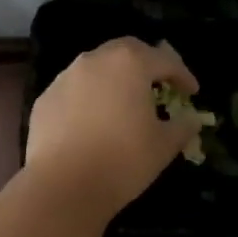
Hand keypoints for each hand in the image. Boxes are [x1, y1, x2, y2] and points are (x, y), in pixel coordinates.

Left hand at [24, 37, 200, 220]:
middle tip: (158, 84)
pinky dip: (89, 96)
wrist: (64, 185)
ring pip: (97, 67)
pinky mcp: (45, 98)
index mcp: (130, 64)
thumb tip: (192, 119)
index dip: (182, 75)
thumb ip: (182, 126)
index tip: (192, 92)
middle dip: (146, 63)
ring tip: (124, 101)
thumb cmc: (123, 160)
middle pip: (127, 51)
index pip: (164, 60)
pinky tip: (93, 119)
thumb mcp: (164, 145)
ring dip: (115, 78)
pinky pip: (74, 89)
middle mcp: (96, 60)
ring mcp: (66, 77)